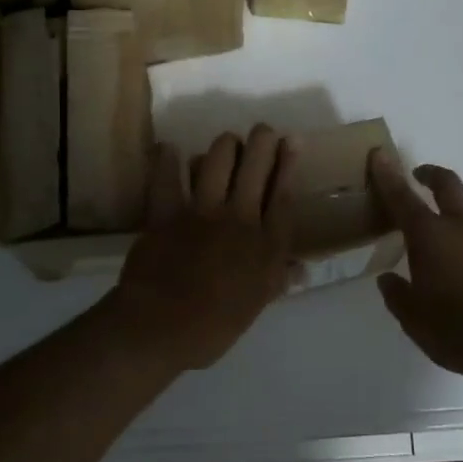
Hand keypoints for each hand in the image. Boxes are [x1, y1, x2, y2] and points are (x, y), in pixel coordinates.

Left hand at [110, 125, 299, 370]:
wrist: (160, 330)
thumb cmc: (214, 327)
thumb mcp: (256, 305)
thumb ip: (278, 279)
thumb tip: (302, 269)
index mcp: (266, 245)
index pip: (284, 193)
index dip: (289, 163)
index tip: (292, 140)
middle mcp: (240, 218)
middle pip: (257, 166)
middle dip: (262, 140)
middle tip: (262, 132)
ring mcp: (203, 211)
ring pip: (219, 159)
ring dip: (225, 145)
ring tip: (227, 144)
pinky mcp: (167, 212)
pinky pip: (167, 177)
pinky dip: (167, 160)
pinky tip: (169, 149)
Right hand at [369, 150, 462, 384]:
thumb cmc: (459, 331)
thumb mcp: (415, 321)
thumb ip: (398, 296)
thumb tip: (388, 280)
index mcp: (432, 236)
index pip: (403, 197)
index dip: (388, 175)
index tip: (380, 155)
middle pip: (448, 184)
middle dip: (432, 174)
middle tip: (421, 175)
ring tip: (459, 219)